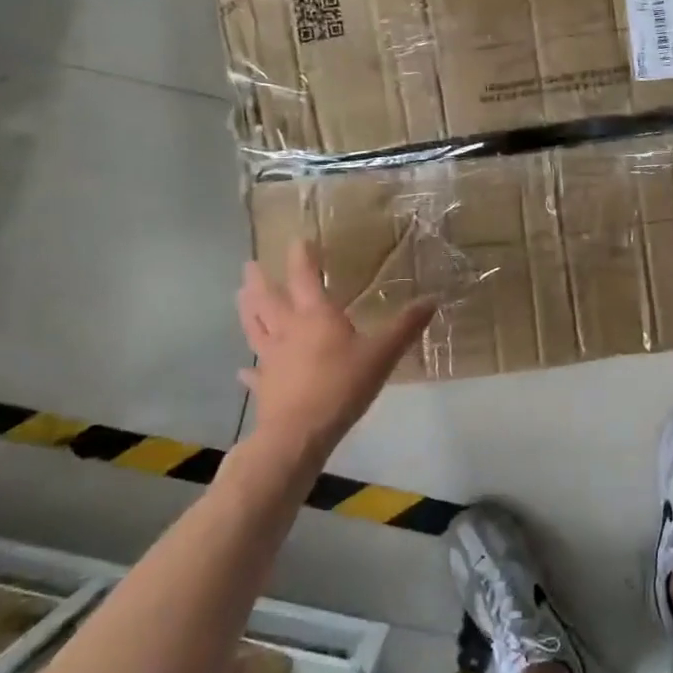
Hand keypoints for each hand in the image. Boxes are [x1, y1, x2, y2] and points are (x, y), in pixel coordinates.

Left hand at [237, 244, 436, 456]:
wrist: (299, 433)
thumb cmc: (341, 386)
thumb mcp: (382, 354)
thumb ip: (406, 326)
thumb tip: (432, 299)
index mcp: (315, 316)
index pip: (305, 277)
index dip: (301, 257)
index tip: (297, 239)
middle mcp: (287, 330)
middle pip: (268, 299)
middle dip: (259, 280)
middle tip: (248, 265)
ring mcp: (271, 358)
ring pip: (255, 328)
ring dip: (247, 310)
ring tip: (239, 295)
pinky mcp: (265, 386)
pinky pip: (255, 372)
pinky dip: (249, 368)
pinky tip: (243, 369)